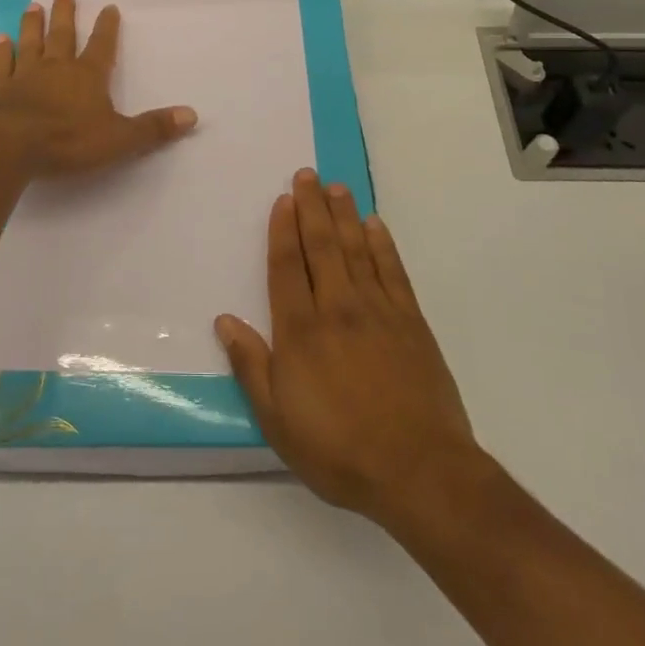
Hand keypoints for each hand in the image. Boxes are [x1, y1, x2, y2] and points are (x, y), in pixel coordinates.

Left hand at [0, 0, 197, 177]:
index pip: (102, 46)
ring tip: (34, 6)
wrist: (11, 145)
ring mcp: (25, 76)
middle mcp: (56, 68)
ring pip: (30, 43)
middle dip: (66, 14)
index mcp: (87, 76)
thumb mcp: (119, 139)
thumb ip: (153, 128)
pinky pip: (1, 65)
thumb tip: (192, 115)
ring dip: (33, 24)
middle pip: (62, 35)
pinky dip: (1, 51)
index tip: (109, 7)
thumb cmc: (68, 140)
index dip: (107, 27)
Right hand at [216, 171, 487, 527]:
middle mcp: (338, 308)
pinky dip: (383, 245)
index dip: (283, 230)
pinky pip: (393, 272)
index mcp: (301, 331)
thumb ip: (251, 366)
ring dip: (345, 215)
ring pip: (357, 250)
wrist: (419, 471)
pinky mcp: (411, 323)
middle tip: (307, 174)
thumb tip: (225, 321)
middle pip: (322, 247)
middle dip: (312, 208)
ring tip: (336, 187)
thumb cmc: (338, 449)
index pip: (288, 267)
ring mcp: (378, 312)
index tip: (283, 199)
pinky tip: (375, 225)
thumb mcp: (277, 420)